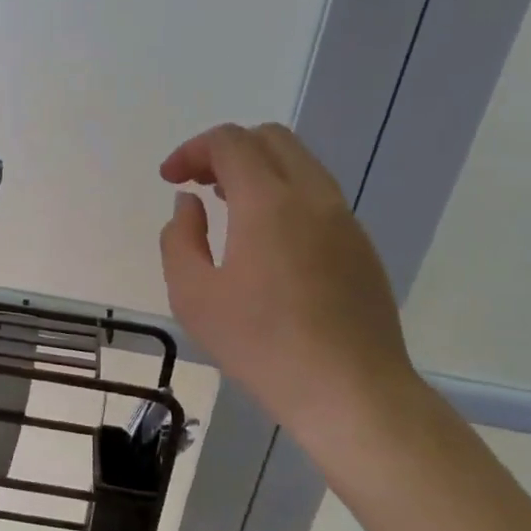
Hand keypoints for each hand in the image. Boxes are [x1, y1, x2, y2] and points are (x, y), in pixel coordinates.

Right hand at [159, 123, 414, 427]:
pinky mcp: (361, 246)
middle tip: (199, 183)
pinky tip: (267, 239)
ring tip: (228, 206)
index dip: (192, 150)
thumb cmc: (261, 345)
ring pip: (300, 163)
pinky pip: (318, 196)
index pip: (230, 142)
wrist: (351, 392)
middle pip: (270, 138)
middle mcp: (312, 196)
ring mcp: (344, 219)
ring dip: (258, 170)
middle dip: (226, 150)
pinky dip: (284, 194)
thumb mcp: (193, 296)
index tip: (169, 178)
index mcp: (268, 202)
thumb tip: (190, 204)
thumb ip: (180, 238)